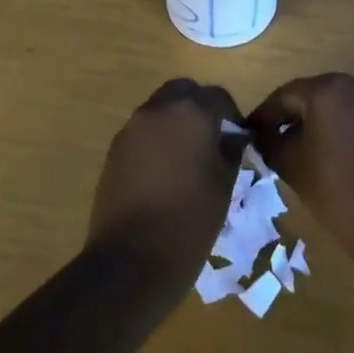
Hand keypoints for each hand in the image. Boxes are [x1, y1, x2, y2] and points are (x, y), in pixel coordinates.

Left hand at [85, 79, 247, 291]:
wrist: (131, 260)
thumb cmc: (190, 219)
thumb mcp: (225, 183)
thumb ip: (231, 150)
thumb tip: (234, 136)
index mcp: (191, 112)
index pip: (218, 96)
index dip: (231, 114)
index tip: (238, 138)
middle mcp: (158, 110)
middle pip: (183, 92)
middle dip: (199, 107)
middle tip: (212, 137)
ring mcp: (131, 129)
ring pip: (159, 110)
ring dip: (176, 122)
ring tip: (189, 156)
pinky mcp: (114, 151)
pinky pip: (142, 132)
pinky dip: (157, 139)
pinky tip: (166, 171)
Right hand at [246, 74, 353, 266]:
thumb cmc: (336, 189)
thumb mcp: (291, 164)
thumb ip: (270, 141)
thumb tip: (262, 134)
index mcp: (326, 89)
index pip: (284, 96)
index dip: (264, 116)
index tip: (248, 134)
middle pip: (312, 95)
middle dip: (291, 116)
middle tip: (271, 140)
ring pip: (336, 104)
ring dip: (317, 121)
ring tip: (300, 148)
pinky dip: (340, 127)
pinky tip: (330, 152)